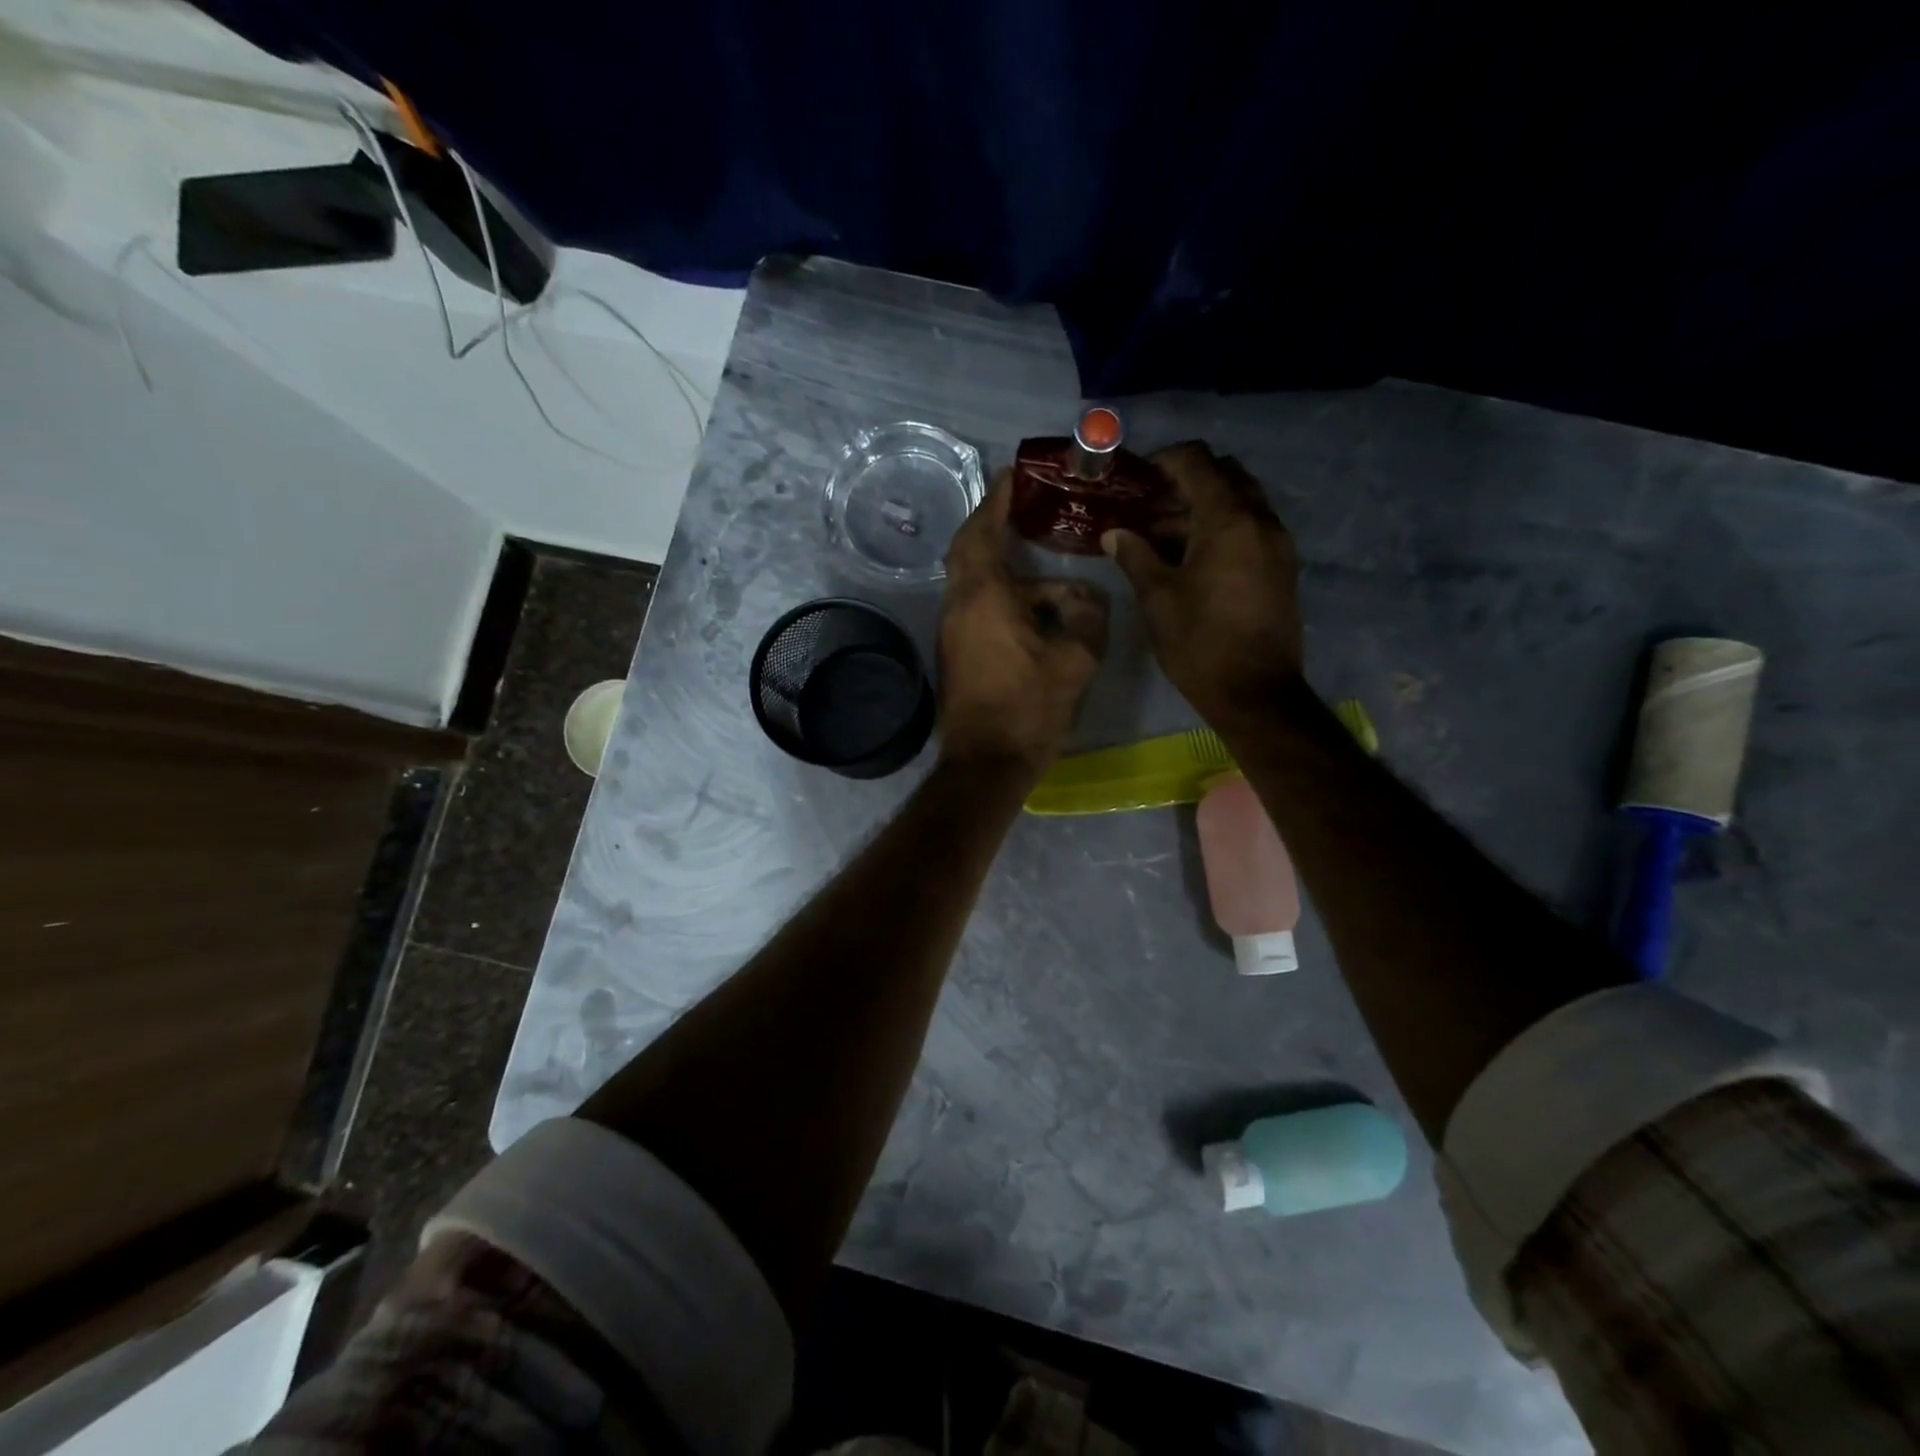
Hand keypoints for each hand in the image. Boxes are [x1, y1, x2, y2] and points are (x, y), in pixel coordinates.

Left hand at [939, 472, 1108, 778]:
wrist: (986, 763)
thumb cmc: (1029, 708)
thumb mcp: (1076, 660)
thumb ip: (1088, 616)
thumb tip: (1086, 596)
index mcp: (984, 597)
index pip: (982, 531)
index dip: (996, 500)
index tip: (1011, 475)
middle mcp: (959, 605)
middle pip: (968, 550)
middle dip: (991, 524)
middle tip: (1021, 509)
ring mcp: (952, 630)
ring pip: (975, 582)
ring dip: (1003, 568)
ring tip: (1043, 567)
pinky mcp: (957, 653)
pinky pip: (977, 607)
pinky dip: (1000, 595)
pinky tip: (1035, 609)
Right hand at [1101, 442, 1302, 726]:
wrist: (1256, 692)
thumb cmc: (1199, 643)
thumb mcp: (1158, 598)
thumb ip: (1135, 556)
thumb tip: (1113, 533)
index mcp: (1228, 520)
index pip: (1198, 462)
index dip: (1164, 460)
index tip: (1136, 477)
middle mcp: (1260, 520)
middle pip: (1225, 475)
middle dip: (1186, 482)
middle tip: (1149, 506)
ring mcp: (1277, 543)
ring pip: (1240, 502)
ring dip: (1203, 507)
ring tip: (1161, 536)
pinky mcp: (1282, 566)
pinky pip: (1251, 527)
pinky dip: (1222, 528)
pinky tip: (1191, 557)